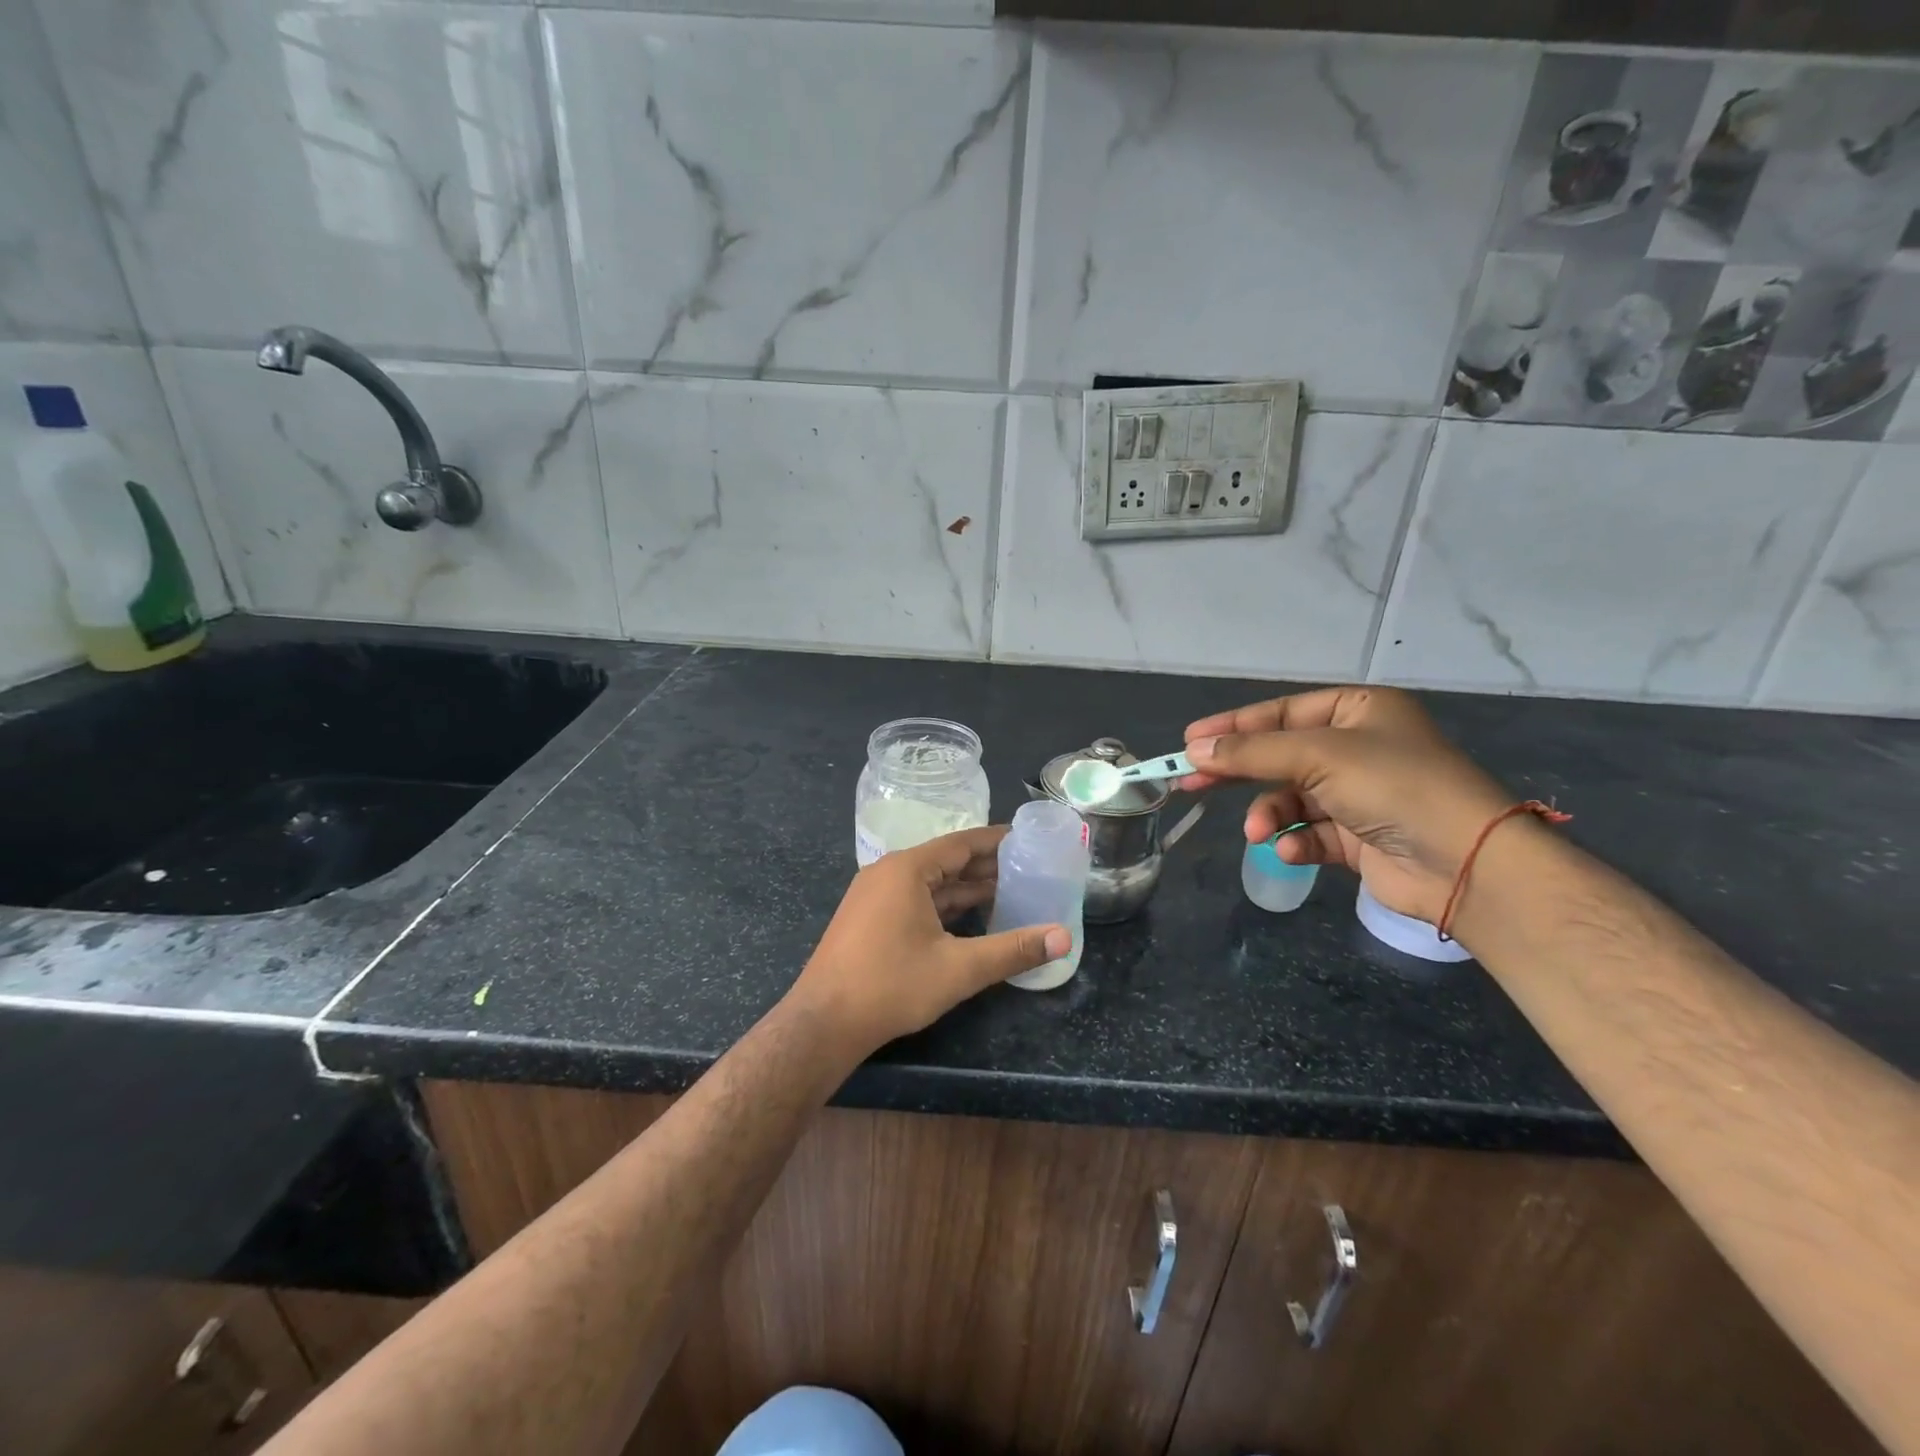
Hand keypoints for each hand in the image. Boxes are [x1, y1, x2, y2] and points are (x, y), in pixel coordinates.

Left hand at [787, 827, 1069, 1054]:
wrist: (823, 1023)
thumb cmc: (891, 986)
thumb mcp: (959, 968)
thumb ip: (1013, 950)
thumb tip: (1063, 938)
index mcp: (907, 869)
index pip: (961, 843)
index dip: (997, 841)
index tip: (1028, 839)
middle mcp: (888, 872)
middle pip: (946, 861)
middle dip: (986, 866)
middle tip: (1028, 868)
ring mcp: (874, 895)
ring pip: (930, 883)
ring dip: (965, 888)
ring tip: (1009, 891)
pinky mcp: (868, 918)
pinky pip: (914, 899)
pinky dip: (944, 905)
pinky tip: (970, 918)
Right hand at [1182, 686, 1512, 924]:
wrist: (1465, 864)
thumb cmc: (1393, 786)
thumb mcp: (1317, 755)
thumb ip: (1251, 751)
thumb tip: (1193, 749)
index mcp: (1359, 711)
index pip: (1281, 712)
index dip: (1233, 726)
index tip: (1188, 741)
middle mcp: (1359, 748)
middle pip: (1280, 755)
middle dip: (1238, 771)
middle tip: (1189, 782)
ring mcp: (1359, 795)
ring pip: (1291, 798)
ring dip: (1270, 813)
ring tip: (1259, 832)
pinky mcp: (1359, 838)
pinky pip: (1310, 832)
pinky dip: (1296, 841)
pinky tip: (1291, 850)